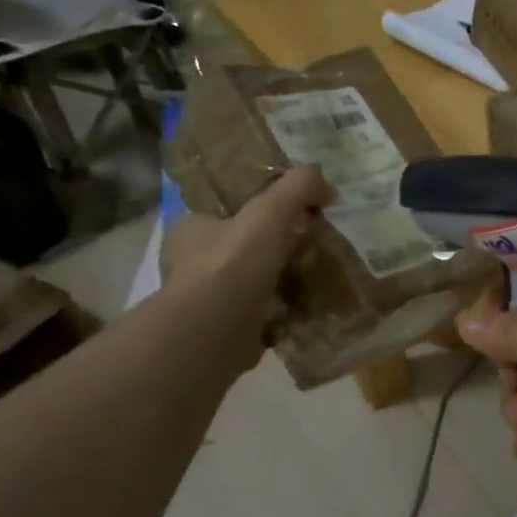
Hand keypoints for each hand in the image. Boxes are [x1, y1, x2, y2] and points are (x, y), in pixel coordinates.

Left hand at [161, 167, 332, 369]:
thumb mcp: (271, 210)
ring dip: (281, 276)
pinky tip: (308, 303)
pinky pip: (260, 310)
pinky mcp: (225, 327)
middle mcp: (191, 261)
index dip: (258, 204)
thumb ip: (299, 187)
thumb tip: (326, 185)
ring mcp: (207, 298)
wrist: (215, 332)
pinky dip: (283, 307)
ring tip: (317, 272)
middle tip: (312, 239)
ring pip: (252, 278)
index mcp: (190, 227)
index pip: (225, 206)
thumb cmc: (234, 262)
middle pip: (242, 242)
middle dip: (275, 242)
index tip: (293, 209)